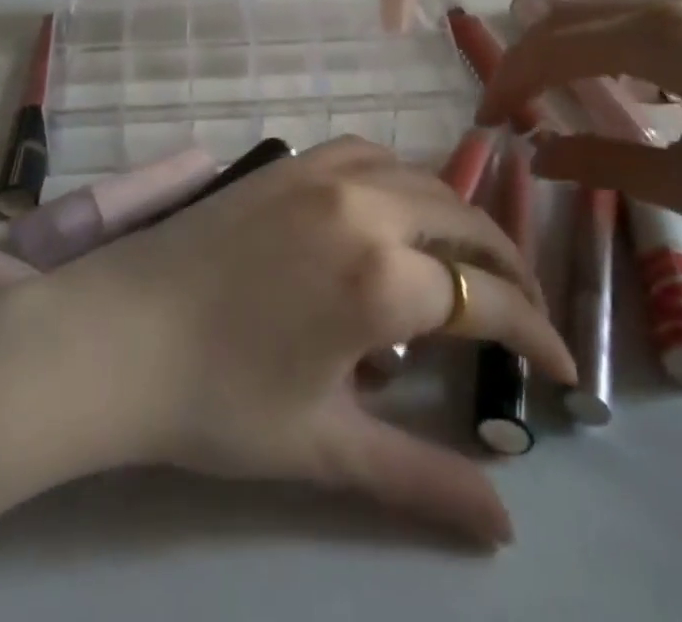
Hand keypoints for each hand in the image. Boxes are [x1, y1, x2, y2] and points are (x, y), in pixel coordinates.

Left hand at [45, 137, 574, 546]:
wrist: (115, 333)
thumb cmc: (219, 401)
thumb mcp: (326, 447)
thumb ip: (422, 480)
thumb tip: (506, 527)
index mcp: (384, 277)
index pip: (490, 301)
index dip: (538, 334)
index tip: (565, 368)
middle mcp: (367, 206)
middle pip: (466, 223)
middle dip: (509, 268)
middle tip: (527, 312)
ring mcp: (325, 172)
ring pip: (421, 180)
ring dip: (458, 217)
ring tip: (470, 260)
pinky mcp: (290, 161)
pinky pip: (369, 154)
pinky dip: (402, 178)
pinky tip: (395, 207)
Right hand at [477, 0, 681, 264]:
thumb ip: (601, 162)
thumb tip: (535, 155)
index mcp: (664, 37)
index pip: (556, 49)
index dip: (511, 82)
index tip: (486, 121)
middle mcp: (677, 2)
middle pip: (572, 16)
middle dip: (528, 57)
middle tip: (506, 106)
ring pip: (605, 10)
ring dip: (565, 44)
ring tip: (544, 90)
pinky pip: (642, 16)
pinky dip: (607, 42)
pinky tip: (615, 81)